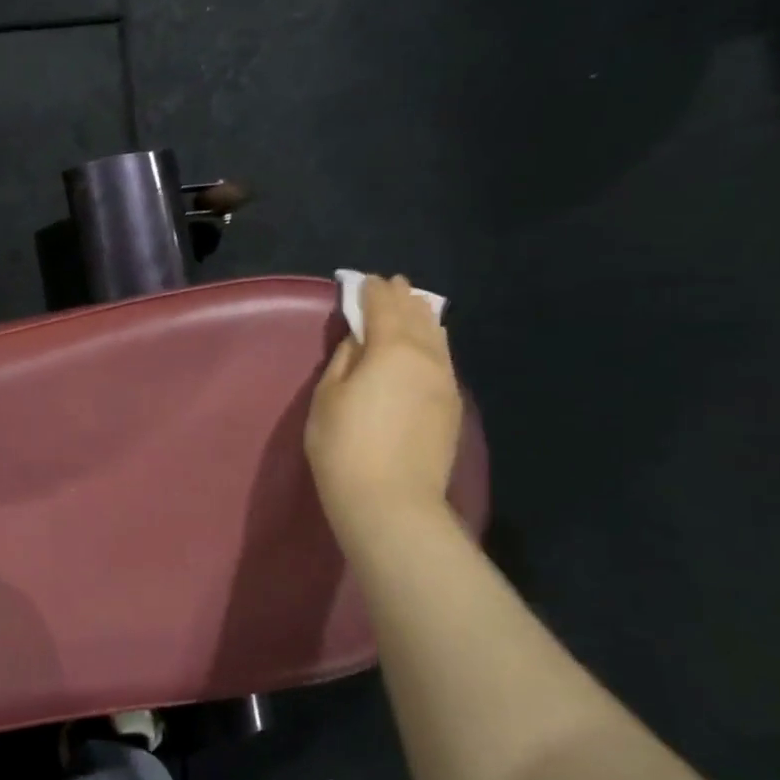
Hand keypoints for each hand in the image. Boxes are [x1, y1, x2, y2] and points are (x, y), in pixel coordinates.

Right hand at [305, 274, 462, 541]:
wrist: (391, 501)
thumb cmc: (344, 445)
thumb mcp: (328, 396)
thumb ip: (345, 358)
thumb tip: (360, 338)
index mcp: (392, 348)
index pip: (383, 305)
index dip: (371, 289)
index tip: (362, 279)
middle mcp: (427, 356)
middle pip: (416, 315)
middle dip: (401, 297)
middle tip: (390, 284)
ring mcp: (445, 381)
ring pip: (437, 336)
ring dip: (421, 317)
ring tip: (411, 307)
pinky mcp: (452, 405)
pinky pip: (443, 358)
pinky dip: (431, 342)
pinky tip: (425, 346)